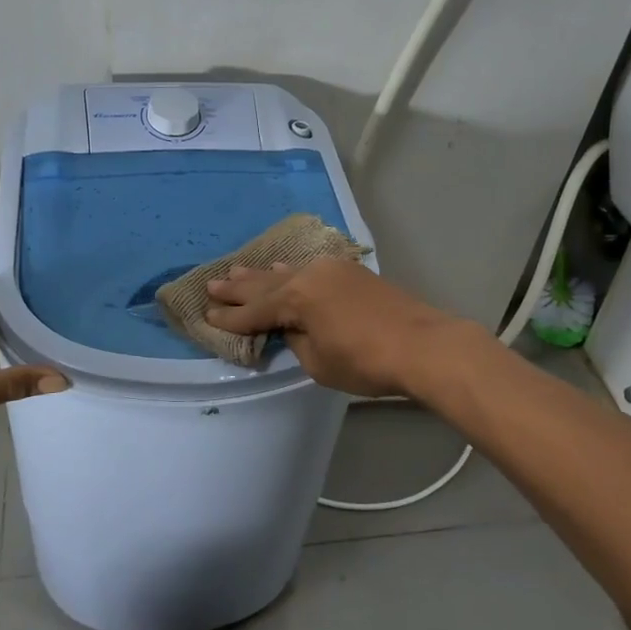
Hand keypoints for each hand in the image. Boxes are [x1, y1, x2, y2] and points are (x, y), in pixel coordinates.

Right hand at [202, 257, 483, 397]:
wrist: (423, 345)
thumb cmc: (366, 361)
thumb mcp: (318, 362)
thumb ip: (296, 340)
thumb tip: (291, 327)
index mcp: (297, 298)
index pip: (255, 311)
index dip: (230, 318)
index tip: (206, 317)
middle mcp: (310, 275)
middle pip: (266, 284)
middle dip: (238, 288)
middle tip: (211, 285)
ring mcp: (332, 270)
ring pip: (287, 272)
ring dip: (261, 275)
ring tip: (235, 271)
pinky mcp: (351, 272)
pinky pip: (309, 268)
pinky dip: (290, 271)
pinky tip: (281, 267)